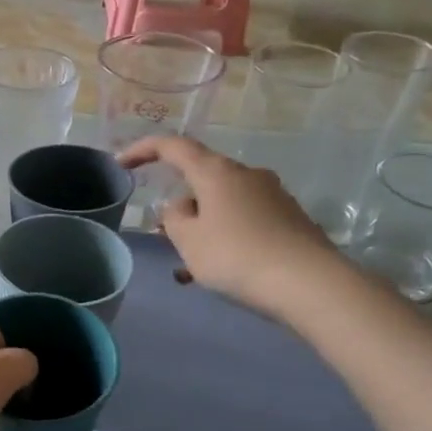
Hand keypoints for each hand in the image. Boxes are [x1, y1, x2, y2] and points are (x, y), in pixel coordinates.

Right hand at [118, 136, 346, 319]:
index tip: (121, 163)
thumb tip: (183, 206)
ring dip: (203, 227)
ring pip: (223, 204)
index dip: (143, 150)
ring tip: (191, 266)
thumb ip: (174, 218)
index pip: (173, 147)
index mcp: (216, 172)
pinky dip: (226, 238)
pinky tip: (222, 271)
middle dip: (181, 204)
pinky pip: (245, 221)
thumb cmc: (236, 256)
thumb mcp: (188, 241)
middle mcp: (246, 174)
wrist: (310, 283)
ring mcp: (273, 195)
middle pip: (201, 178)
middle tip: (166, 235)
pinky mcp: (289, 218)